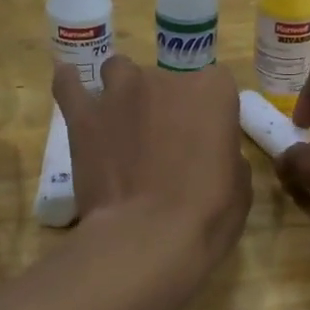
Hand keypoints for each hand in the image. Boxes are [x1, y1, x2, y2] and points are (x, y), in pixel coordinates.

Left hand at [53, 55, 250, 269]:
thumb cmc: (207, 214)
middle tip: (165, 142)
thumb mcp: (239, 186)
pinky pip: (69, 85)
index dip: (210, 110)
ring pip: (120, 72)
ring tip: (123, 121)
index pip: (215, 83)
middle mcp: (165, 80)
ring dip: (124, 91)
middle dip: (167, 104)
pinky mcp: (83, 116)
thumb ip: (226, 154)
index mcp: (212, 91)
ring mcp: (119, 94)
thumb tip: (214, 154)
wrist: (148, 237)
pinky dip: (71, 84)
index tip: (207, 136)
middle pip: (166, 79)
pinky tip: (71, 86)